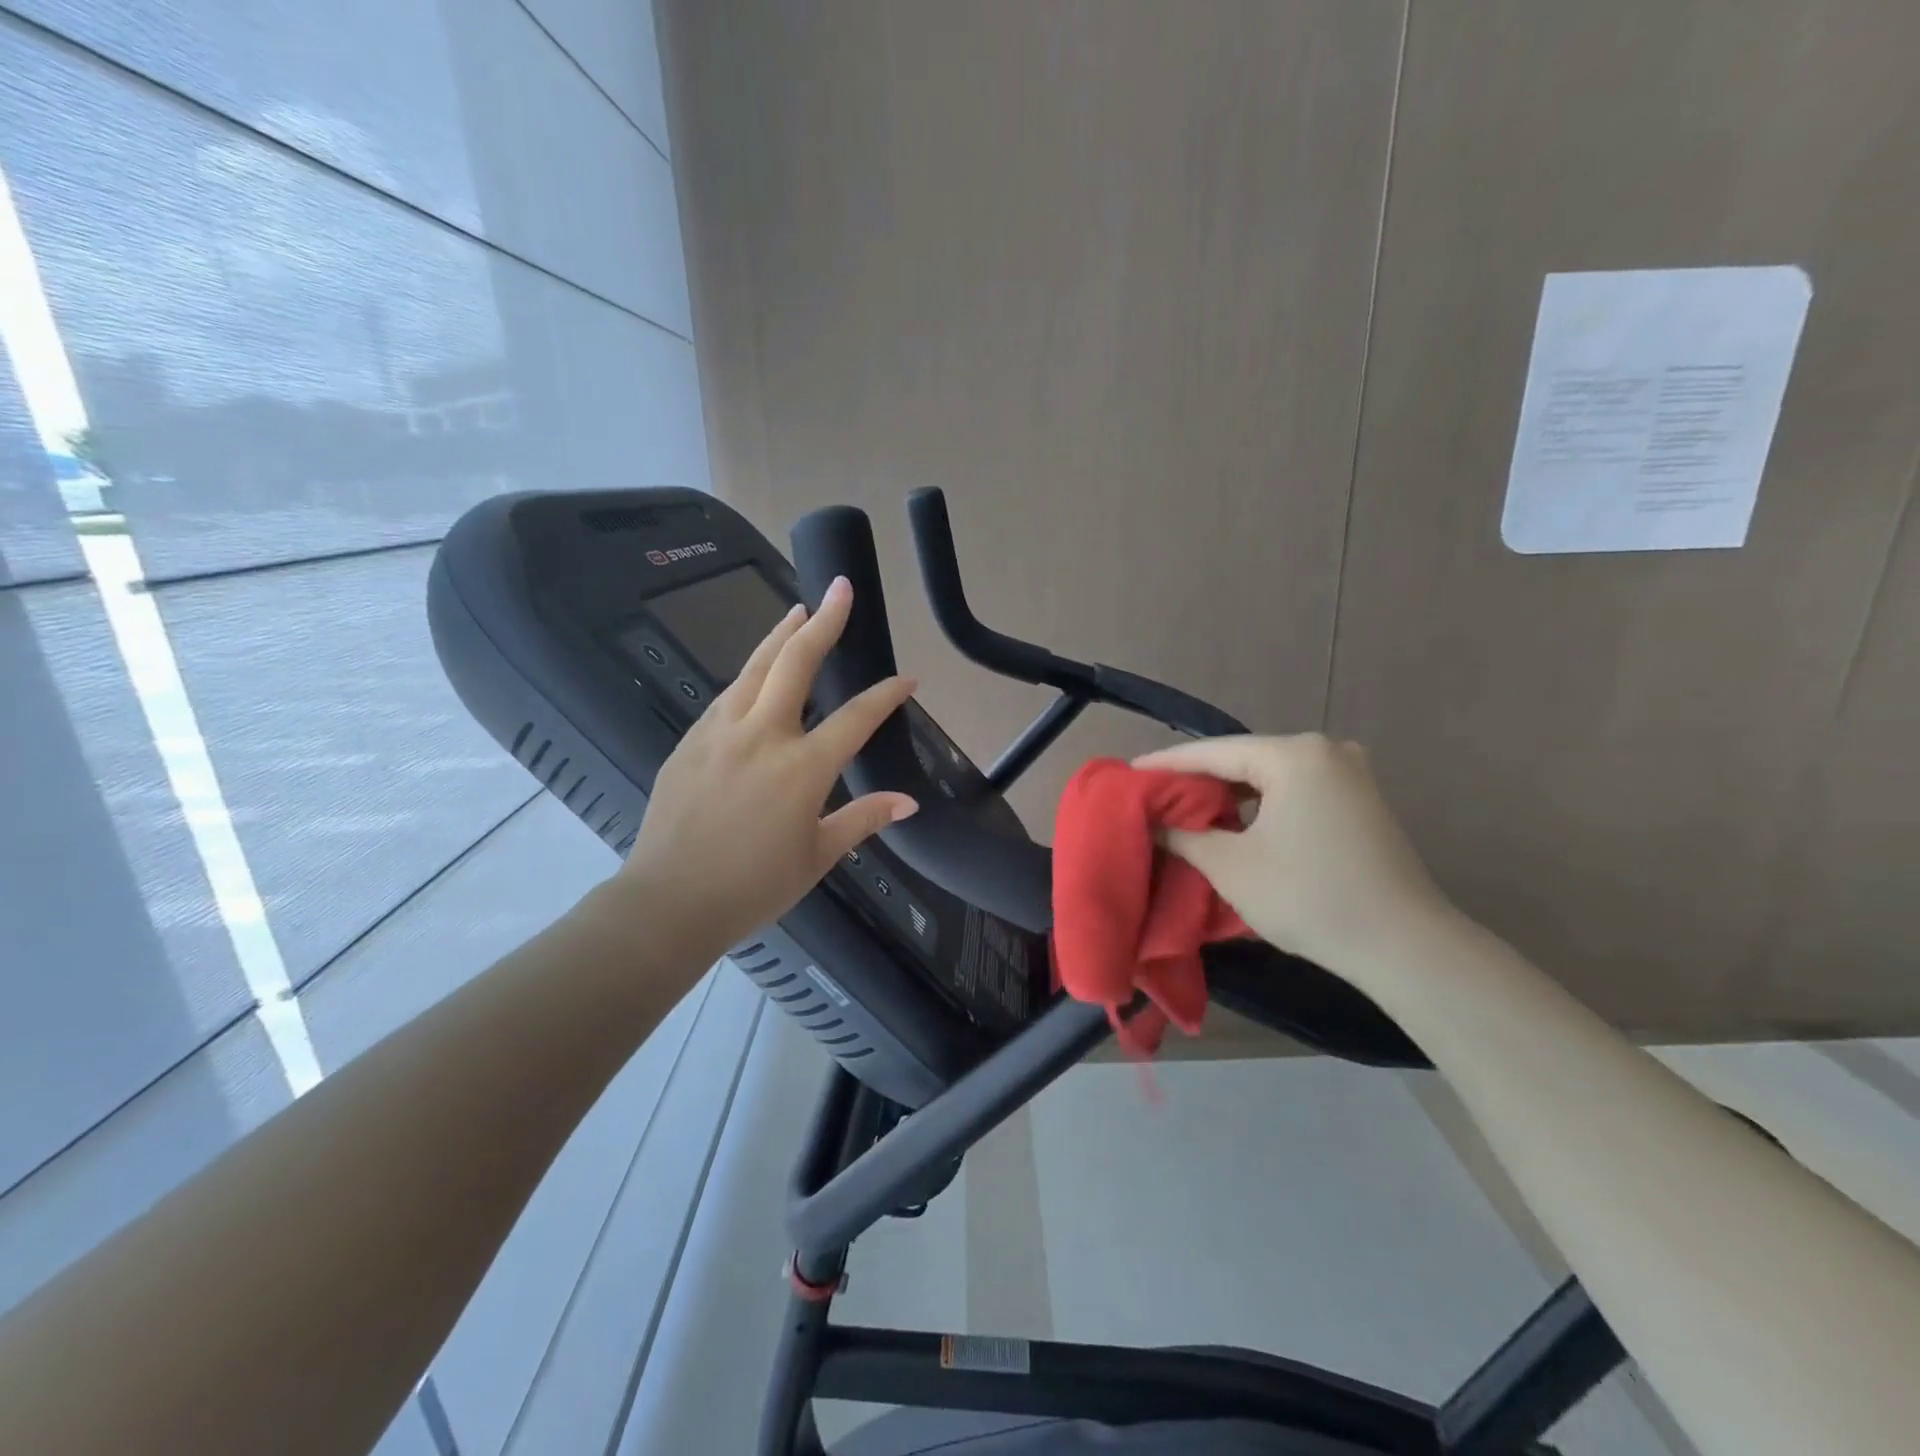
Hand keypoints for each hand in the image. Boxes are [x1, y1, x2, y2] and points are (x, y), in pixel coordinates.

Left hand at [606, 576, 917, 969]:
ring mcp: (720, 732)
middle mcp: (763, 735)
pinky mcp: (690, 740)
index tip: (907, 678)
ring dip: (780, 635)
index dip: (886, 695)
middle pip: (797, 663)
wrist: (669, 901)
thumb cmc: (753, 886)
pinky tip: (756, 671)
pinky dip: (749, 673)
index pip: (856, 717)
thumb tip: (908, 802)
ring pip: (754, 667)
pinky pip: (726, 695)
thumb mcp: (818, 855)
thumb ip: (864, 819)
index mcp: (803, 767)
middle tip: (839, 589)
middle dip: (823, 622)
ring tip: (798, 611)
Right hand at [1132, 734, 1449, 977]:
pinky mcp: (1362, 800)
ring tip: (1186, 808)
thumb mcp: (1230, 865)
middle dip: (1197, 779)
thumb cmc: (1308, 897)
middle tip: (1153, 794)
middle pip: (1243, 758)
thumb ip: (1182, 835)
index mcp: (1294, 754)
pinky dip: (1262, 803)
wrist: (1404, 946)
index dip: (1166, 764)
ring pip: (1270, 775)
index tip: (1128, 772)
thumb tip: (1151, 821)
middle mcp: (1326, 750)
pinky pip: (1296, 790)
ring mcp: (1350, 774)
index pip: (1213, 751)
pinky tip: (1236, 821)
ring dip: (1229, 793)